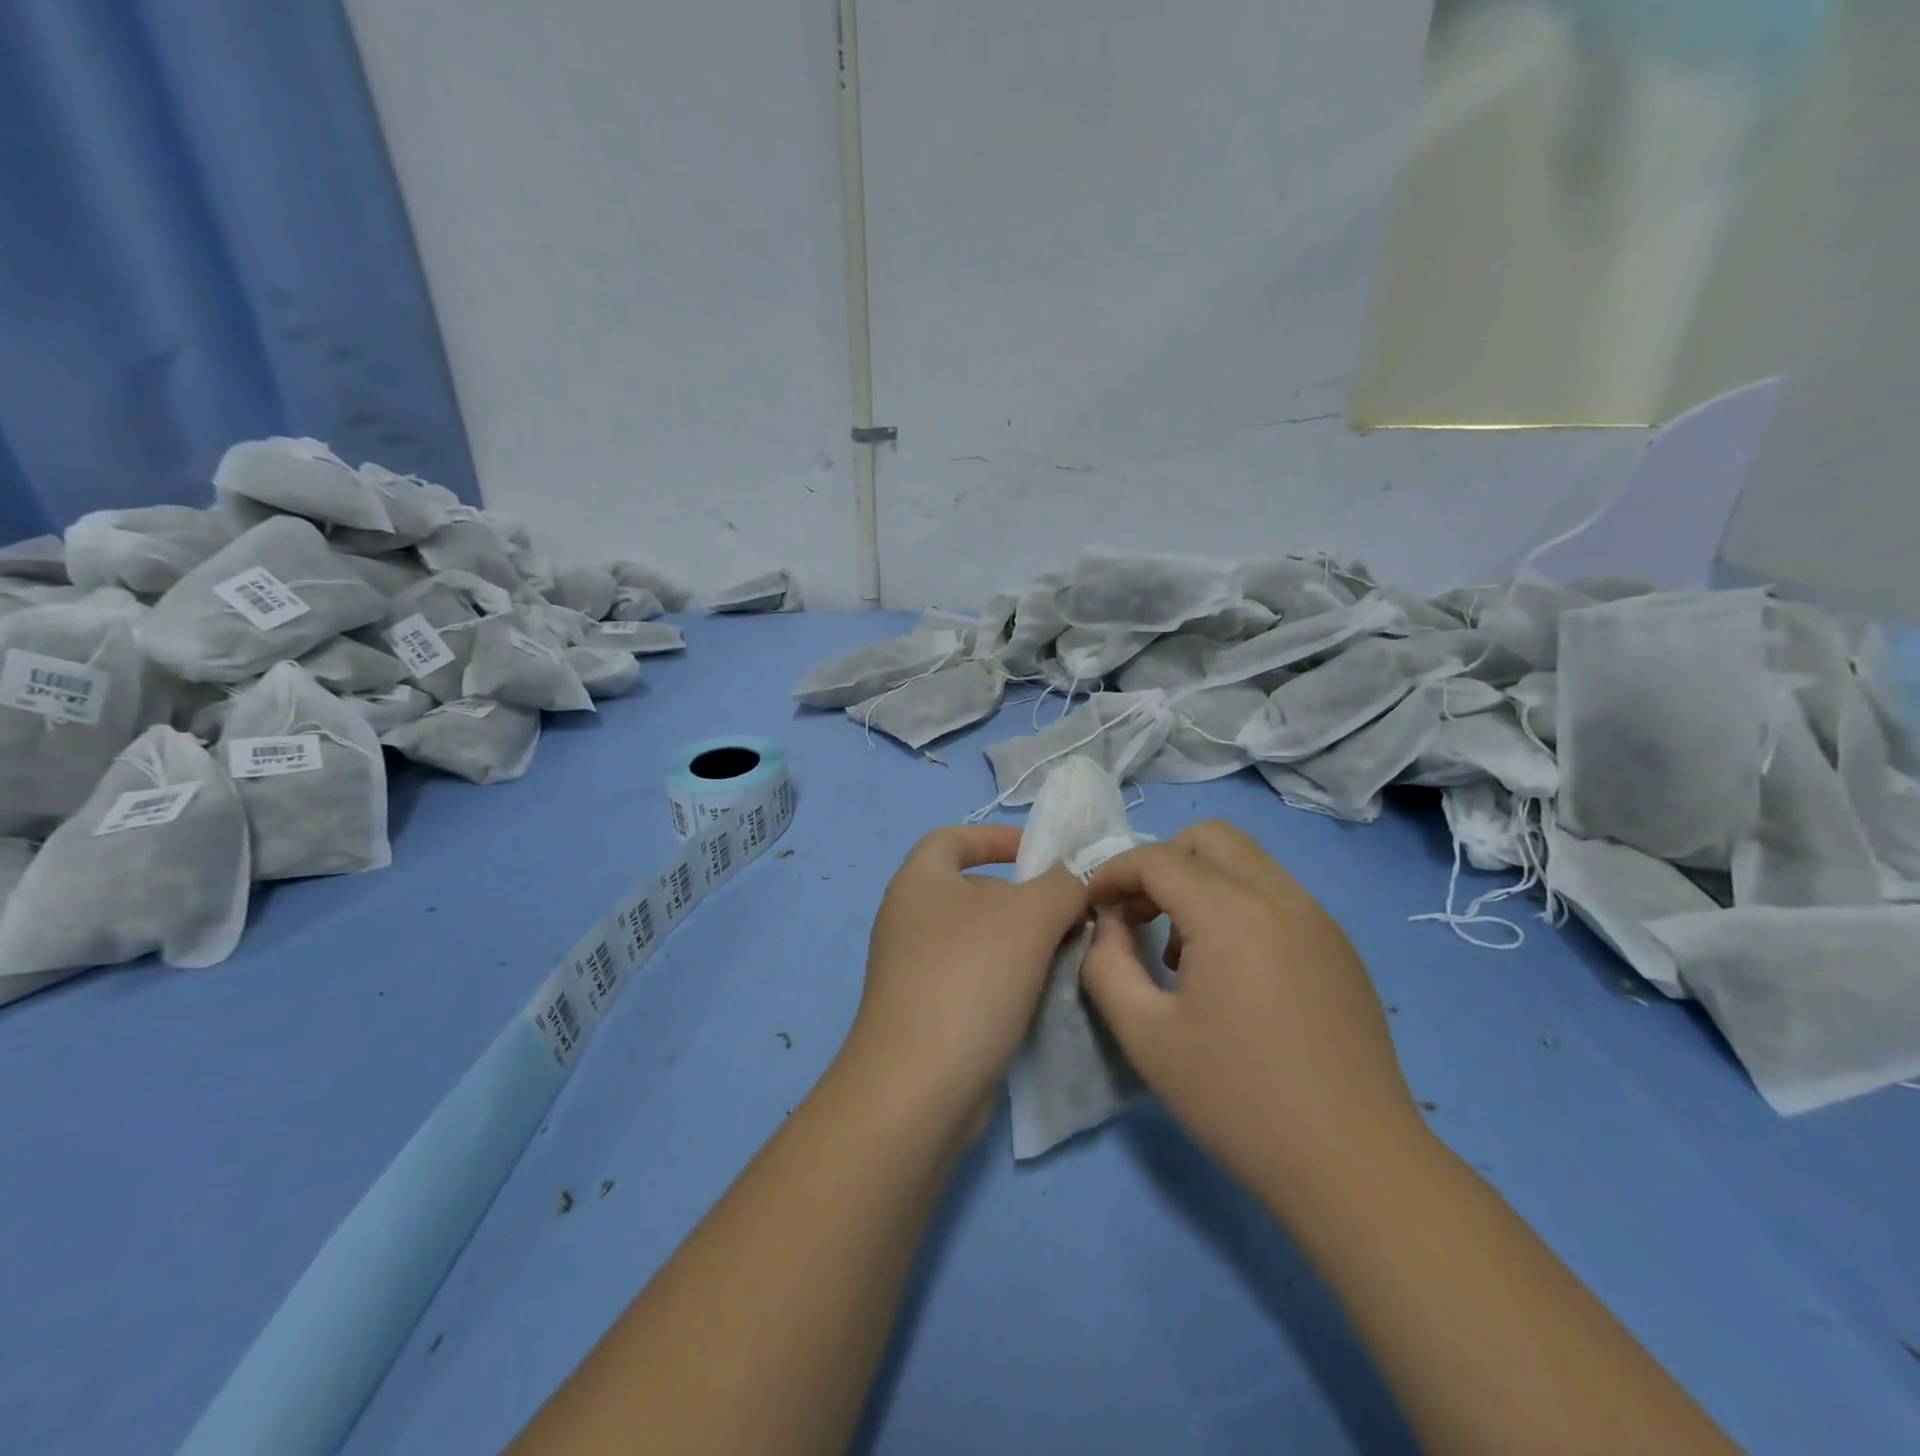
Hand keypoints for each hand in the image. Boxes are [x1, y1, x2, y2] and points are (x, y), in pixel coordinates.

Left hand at [842, 825, 1089, 1134]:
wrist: (919, 1086)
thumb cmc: (970, 978)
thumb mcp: (1030, 916)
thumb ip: (1062, 885)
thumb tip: (1073, 881)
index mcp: (919, 881)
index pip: (953, 837)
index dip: (996, 837)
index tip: (1040, 853)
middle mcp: (909, 918)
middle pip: (973, 890)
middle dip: (1023, 897)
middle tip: (1069, 915)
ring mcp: (914, 969)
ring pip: (980, 939)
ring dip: (1023, 942)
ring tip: (1066, 955)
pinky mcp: (927, 1012)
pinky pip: (975, 978)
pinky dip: (1008, 978)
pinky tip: (1042, 996)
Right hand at [1081, 821, 1422, 1212]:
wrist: (1354, 1165)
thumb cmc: (1238, 1099)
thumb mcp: (1145, 1035)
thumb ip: (1107, 965)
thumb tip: (1108, 925)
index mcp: (1231, 912)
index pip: (1157, 859)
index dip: (1113, 872)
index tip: (1090, 904)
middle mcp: (1279, 896)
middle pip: (1209, 838)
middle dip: (1160, 862)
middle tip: (1136, 913)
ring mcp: (1317, 919)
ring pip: (1246, 862)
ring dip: (1200, 881)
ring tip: (1179, 949)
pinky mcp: (1338, 947)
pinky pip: (1275, 895)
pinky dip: (1237, 904)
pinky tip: (1229, 972)